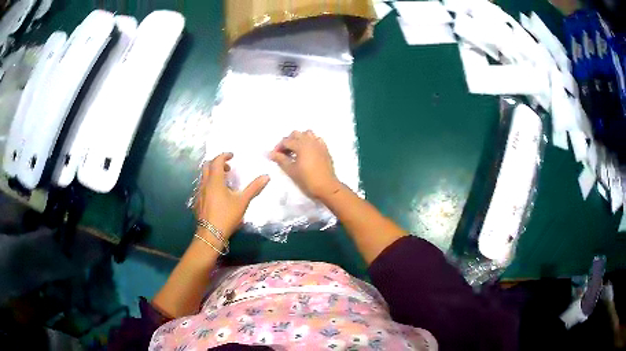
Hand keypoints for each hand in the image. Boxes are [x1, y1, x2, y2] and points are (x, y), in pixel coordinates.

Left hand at [195, 153, 268, 236]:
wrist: (211, 234)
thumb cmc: (227, 216)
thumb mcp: (242, 201)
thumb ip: (254, 188)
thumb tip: (267, 176)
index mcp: (215, 181)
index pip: (216, 161)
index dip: (224, 156)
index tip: (232, 156)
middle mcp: (204, 184)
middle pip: (206, 166)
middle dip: (217, 163)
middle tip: (228, 168)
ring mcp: (199, 193)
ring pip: (203, 177)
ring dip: (212, 174)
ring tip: (224, 182)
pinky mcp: (197, 202)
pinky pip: (202, 187)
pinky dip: (209, 184)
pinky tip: (217, 195)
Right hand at [270, 130, 340, 199]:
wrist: (326, 187)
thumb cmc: (307, 180)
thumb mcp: (291, 170)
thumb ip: (280, 159)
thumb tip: (270, 153)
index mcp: (301, 145)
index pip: (286, 141)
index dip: (278, 148)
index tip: (274, 156)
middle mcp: (310, 141)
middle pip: (296, 134)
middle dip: (288, 141)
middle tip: (284, 153)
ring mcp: (319, 144)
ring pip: (307, 134)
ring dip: (299, 139)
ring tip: (295, 151)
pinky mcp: (325, 149)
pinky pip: (316, 140)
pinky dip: (310, 142)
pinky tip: (307, 152)